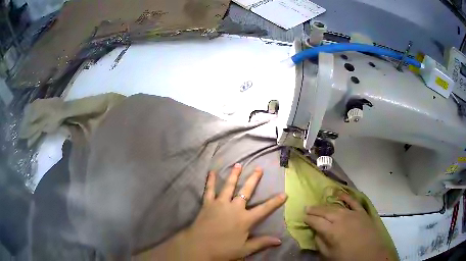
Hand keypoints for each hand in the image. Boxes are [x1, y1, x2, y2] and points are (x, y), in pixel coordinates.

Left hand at [185, 164, 287, 259]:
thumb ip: (262, 243)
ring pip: (228, 186)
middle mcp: (234, 208)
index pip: (264, 209)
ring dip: (234, 175)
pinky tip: (211, 172)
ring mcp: (220, 204)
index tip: (284, 194)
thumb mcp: (245, 249)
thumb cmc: (223, 249)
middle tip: (259, 168)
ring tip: (238, 164)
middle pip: (246, 191)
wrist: (199, 247)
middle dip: (254, 179)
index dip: (275, 202)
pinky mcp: (208, 204)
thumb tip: (279, 241)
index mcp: (245, 219)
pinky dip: (210, 181)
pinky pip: (209, 190)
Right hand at [304, 193, 393, 260]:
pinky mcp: (362, 212)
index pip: (316, 221)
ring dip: (326, 205)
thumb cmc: (347, 258)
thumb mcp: (329, 255)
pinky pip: (353, 202)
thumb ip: (320, 243)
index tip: (302, 217)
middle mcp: (341, 219)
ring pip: (336, 206)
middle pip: (325, 211)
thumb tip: (316, 233)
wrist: (370, 255)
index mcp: (332, 231)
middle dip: (314, 209)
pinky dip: (346, 197)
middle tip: (307, 208)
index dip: (308, 219)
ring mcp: (353, 214)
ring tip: (319, 205)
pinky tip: (339, 194)